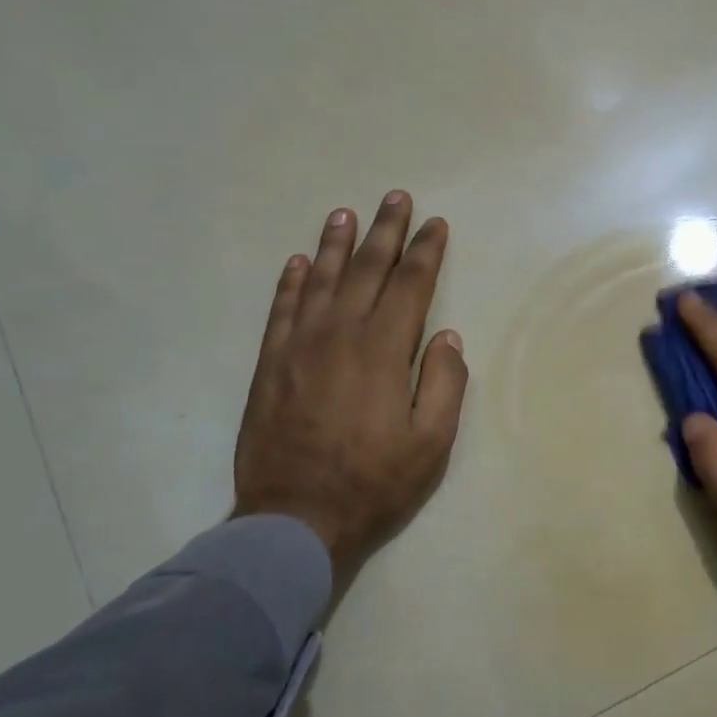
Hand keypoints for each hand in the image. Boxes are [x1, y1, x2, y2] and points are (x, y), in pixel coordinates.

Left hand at [232, 192, 466, 592]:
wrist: (294, 518)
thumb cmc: (373, 483)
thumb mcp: (431, 444)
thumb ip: (444, 384)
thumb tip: (447, 338)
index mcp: (383, 350)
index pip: (410, 285)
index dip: (426, 252)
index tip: (436, 224)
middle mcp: (339, 334)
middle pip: (365, 270)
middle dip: (385, 231)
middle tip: (396, 198)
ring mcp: (298, 346)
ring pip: (318, 280)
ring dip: (334, 244)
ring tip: (345, 214)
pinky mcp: (269, 365)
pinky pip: (280, 309)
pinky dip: (289, 282)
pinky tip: (296, 262)